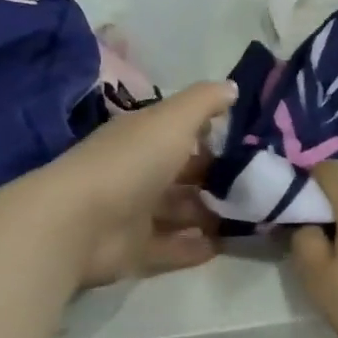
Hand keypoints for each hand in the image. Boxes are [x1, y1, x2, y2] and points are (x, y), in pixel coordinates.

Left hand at [25, 81, 236, 288]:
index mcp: (143, 138)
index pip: (180, 132)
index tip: (249, 142)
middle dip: (216, 179)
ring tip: (250, 216)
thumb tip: (233, 86)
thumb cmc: (130, 162)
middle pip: (182, 175)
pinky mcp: (135, 251)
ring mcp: (134, 214)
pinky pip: (173, 248)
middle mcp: (138, 173)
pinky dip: (197, 248)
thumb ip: (204, 102)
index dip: (211, 135)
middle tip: (258, 185)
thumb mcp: (172, 120)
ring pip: (180, 212)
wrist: (79, 224)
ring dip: (210, 214)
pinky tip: (227, 245)